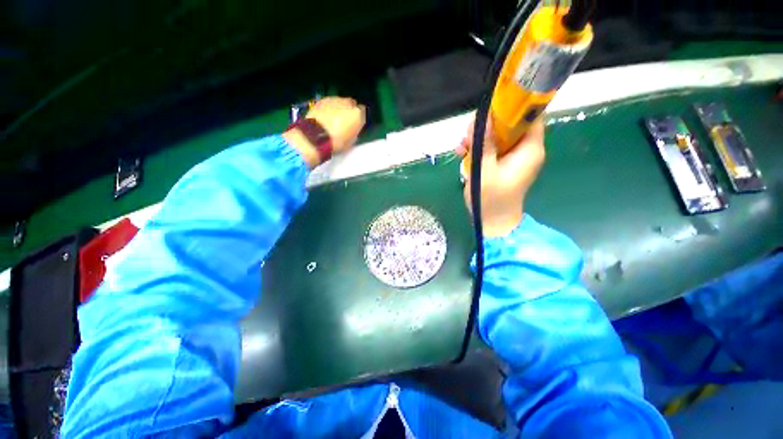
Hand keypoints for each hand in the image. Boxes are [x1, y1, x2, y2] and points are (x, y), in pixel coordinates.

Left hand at [284, 97, 365, 168]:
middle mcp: (347, 103)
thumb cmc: (336, 142)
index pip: (363, 112)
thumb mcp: (351, 141)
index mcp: (357, 114)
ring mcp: (333, 99)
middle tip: (345, 120)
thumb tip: (353, 128)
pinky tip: (325, 116)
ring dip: (339, 108)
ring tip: (334, 118)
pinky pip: (329, 103)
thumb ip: (354, 131)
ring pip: (340, 102)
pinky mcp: (321, 100)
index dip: (359, 118)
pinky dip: (329, 108)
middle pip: (351, 104)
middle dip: (349, 110)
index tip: (356, 123)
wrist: (315, 137)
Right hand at [456, 118, 544, 236]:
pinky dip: (477, 149)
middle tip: (468, 133)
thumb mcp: (485, 170)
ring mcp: (512, 158)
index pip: (531, 117)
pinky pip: (491, 149)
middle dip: (488, 125)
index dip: (514, 108)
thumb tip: (486, 118)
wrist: (493, 222)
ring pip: (498, 136)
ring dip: (478, 138)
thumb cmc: (492, 199)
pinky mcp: (502, 164)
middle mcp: (524, 150)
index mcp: (529, 150)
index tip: (491, 108)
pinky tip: (462, 153)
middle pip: (510, 125)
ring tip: (461, 147)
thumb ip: (486, 144)